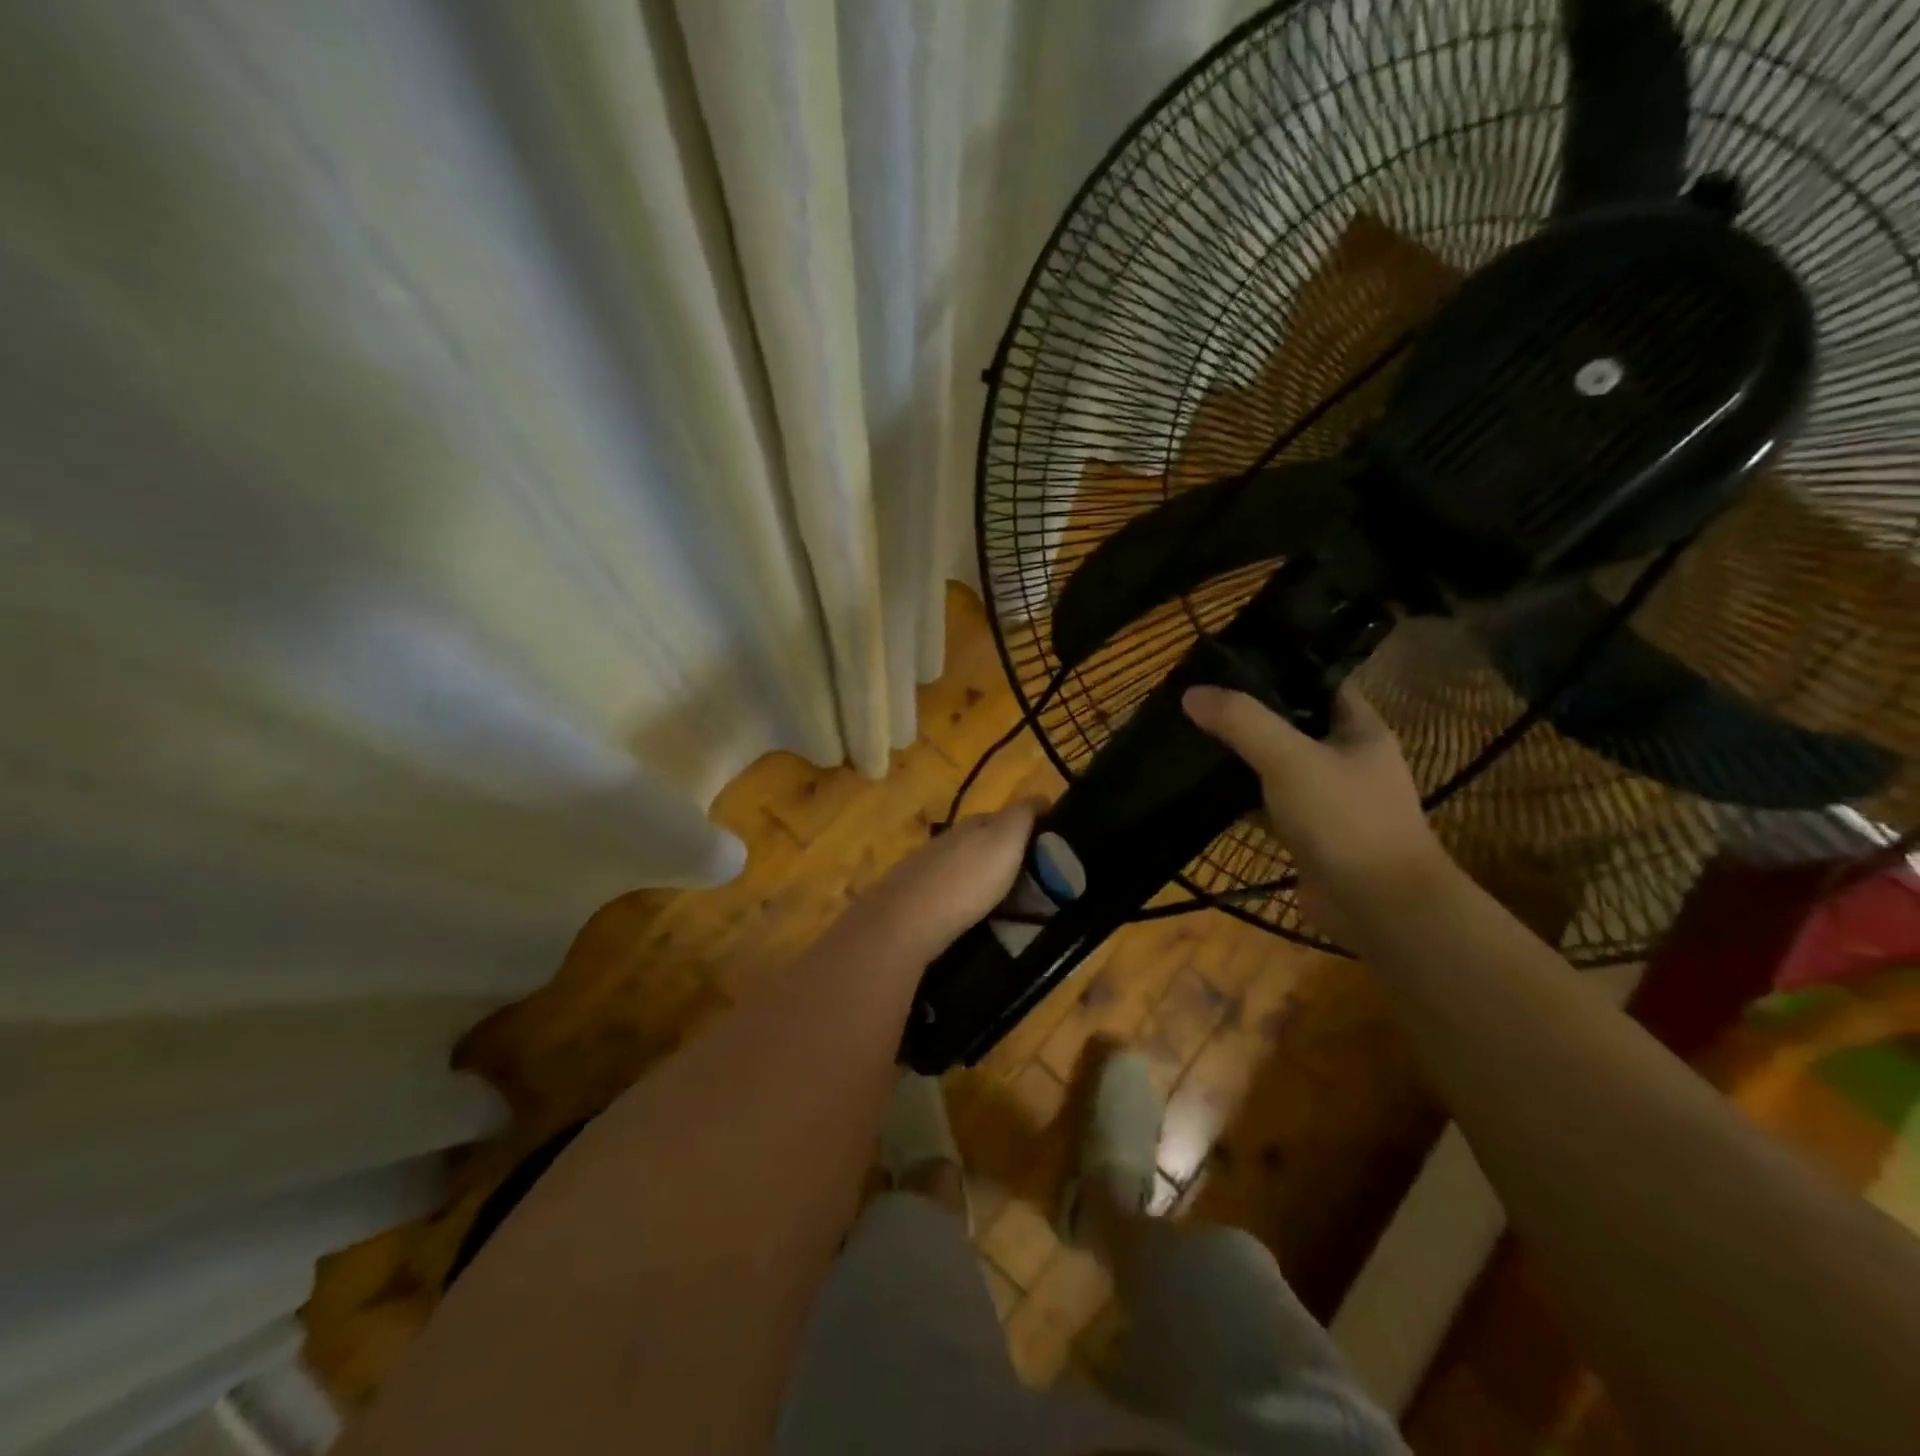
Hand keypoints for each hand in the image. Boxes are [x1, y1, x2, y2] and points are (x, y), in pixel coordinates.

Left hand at [857, 800, 1038, 954]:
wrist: (906, 922)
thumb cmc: (966, 880)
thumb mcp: (1005, 839)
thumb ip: (1021, 816)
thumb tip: (1041, 797)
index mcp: (972, 824)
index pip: (1004, 816)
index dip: (1027, 827)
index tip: (1049, 848)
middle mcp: (948, 840)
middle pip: (982, 841)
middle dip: (1005, 854)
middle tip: (1033, 880)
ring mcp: (928, 869)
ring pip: (965, 867)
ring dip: (984, 878)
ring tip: (1008, 901)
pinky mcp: (916, 900)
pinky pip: (951, 893)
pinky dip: (966, 898)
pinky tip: (974, 914)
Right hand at [1182, 682, 1446, 934]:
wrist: (1378, 906)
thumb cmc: (1345, 819)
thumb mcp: (1290, 759)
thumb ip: (1242, 722)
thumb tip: (1191, 693)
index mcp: (1358, 729)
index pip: (1318, 682)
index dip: (1279, 669)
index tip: (1229, 661)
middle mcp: (1346, 759)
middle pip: (1293, 723)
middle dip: (1250, 713)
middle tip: (1200, 699)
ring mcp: (1327, 799)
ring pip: (1277, 765)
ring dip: (1242, 756)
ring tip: (1193, 735)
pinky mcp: (1307, 833)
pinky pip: (1268, 804)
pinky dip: (1241, 798)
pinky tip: (1204, 788)